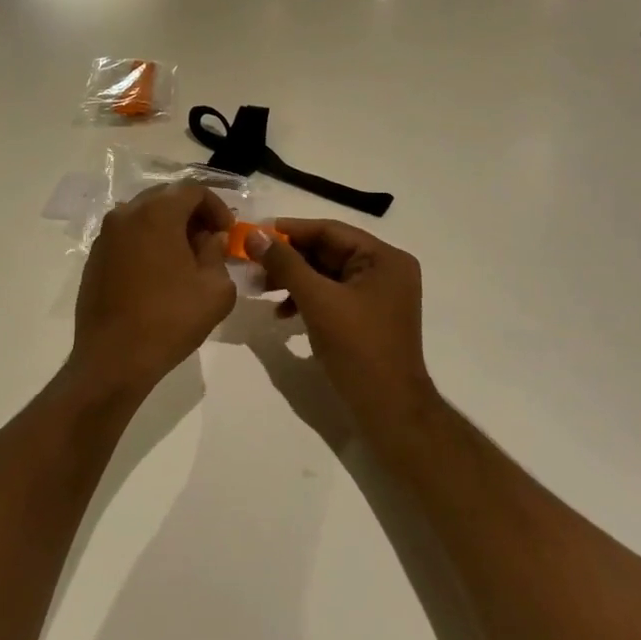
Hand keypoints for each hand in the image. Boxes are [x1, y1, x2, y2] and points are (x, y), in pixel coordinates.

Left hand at [72, 184, 236, 391]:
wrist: (114, 357)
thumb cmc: (170, 320)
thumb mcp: (215, 288)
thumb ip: (218, 253)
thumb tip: (211, 238)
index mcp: (156, 213)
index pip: (192, 190)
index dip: (217, 206)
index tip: (228, 232)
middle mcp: (126, 214)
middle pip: (165, 198)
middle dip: (192, 214)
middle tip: (210, 241)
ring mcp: (105, 235)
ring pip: (144, 216)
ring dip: (168, 228)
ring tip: (186, 258)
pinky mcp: (95, 257)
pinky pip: (127, 236)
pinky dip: (147, 242)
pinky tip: (159, 273)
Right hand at [247, 220, 432, 422]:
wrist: (389, 409)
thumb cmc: (357, 348)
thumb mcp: (317, 300)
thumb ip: (285, 264)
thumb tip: (254, 235)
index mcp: (384, 258)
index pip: (330, 231)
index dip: (290, 230)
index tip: (254, 233)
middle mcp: (385, 270)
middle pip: (327, 251)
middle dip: (288, 259)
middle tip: (252, 264)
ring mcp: (377, 295)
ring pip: (325, 274)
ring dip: (292, 279)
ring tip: (260, 289)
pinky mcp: (367, 316)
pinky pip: (331, 295)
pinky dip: (305, 299)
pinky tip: (281, 313)